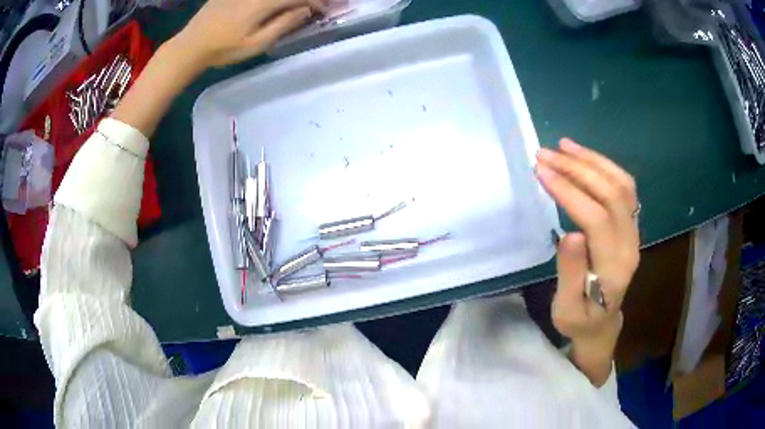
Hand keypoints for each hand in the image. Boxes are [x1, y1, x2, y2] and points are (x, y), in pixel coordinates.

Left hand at [173, 0, 328, 67]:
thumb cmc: (223, 49)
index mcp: (264, 2)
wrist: (190, 45)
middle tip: (319, 5)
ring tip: (301, 6)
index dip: (317, 1)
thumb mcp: (257, 44)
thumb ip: (284, 24)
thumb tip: (306, 10)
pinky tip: (277, 5)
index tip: (328, 9)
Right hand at [535, 139, 638, 354]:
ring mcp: (634, 231)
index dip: (569, 191)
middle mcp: (630, 243)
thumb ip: (571, 274)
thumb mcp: (567, 308)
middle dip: (577, 169)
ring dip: (593, 161)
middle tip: (545, 155)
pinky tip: (583, 157)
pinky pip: (624, 187)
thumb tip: (569, 234)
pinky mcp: (631, 224)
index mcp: (614, 268)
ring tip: (563, 146)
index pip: (596, 218)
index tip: (541, 172)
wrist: (602, 323)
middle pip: (612, 194)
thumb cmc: (579, 318)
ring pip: (622, 185)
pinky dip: (604, 166)